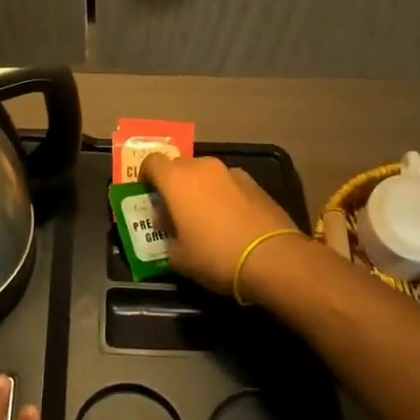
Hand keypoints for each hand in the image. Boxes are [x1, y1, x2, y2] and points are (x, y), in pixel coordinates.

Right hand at [140, 153, 301, 296]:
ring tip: (206, 217)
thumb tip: (167, 225)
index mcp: (176, 179)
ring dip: (201, 188)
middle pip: (179, 166)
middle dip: (174, 183)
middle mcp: (202, 167)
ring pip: (206, 174)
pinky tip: (232, 220)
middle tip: (176, 210)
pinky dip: (224, 195)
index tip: (148, 194)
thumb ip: (166, 236)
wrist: (273, 258)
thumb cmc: (215, 256)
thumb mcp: (179, 257)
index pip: (151, 162)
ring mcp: (231, 172)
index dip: (146, 175)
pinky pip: (229, 184)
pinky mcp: (255, 183)